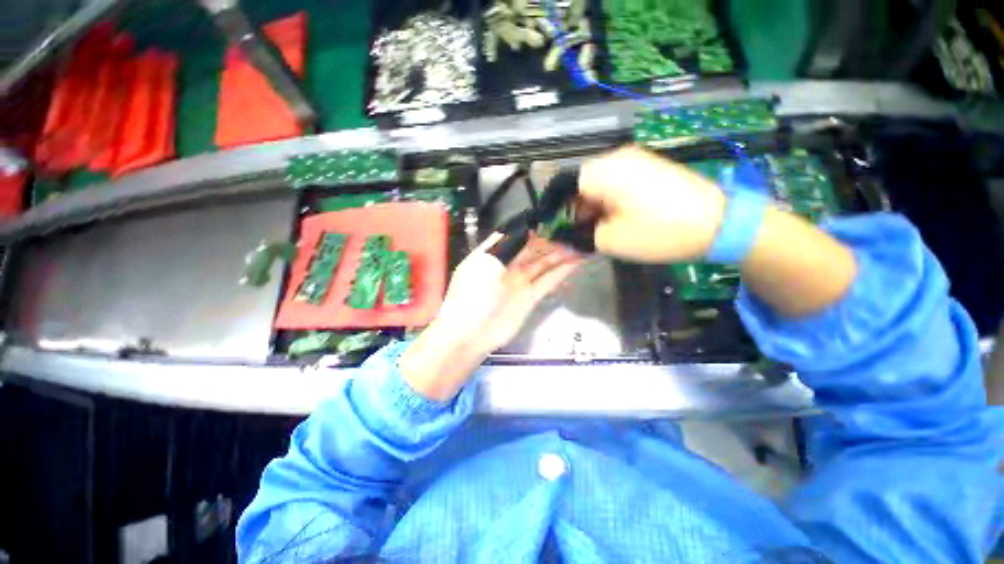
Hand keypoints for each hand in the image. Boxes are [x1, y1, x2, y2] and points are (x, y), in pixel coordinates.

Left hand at [400, 234, 582, 400]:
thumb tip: (529, 229)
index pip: (516, 235)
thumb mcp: (487, 263)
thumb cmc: (473, 294)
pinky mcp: (530, 298)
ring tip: (580, 243)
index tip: (554, 218)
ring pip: (543, 264)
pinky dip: (561, 273)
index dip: (534, 227)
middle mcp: (507, 265)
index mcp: (493, 253)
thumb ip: (509, 246)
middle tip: (574, 229)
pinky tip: (575, 262)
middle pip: (532, 249)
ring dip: (560, 255)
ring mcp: (519, 282)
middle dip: (551, 240)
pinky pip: (548, 281)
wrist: (470, 334)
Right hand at [578, 145, 725, 261]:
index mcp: (604, 171)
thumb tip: (571, 233)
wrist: (720, 223)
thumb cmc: (659, 232)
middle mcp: (618, 157)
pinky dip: (612, 198)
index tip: (564, 228)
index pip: (566, 185)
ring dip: (595, 204)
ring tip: (603, 226)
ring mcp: (637, 159)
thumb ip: (581, 235)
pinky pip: (619, 180)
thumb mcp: (610, 241)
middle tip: (584, 231)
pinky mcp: (651, 167)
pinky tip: (620, 216)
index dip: (561, 208)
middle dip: (579, 207)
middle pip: (584, 182)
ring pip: (601, 181)